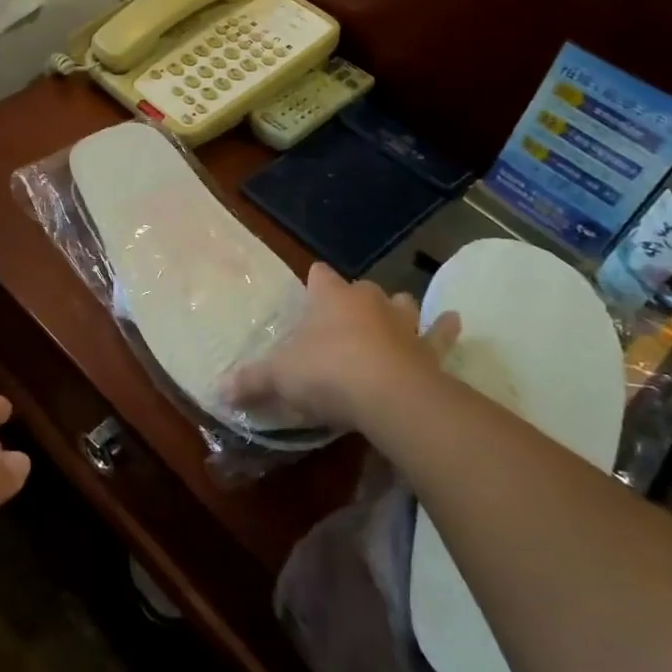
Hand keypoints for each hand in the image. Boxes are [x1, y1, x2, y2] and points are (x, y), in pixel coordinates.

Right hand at [226, 262, 459, 436]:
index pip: (320, 275)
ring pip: (402, 305)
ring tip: (394, 319)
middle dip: (355, 299)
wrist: (388, 395)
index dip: (314, 281)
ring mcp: (403, 323)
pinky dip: (444, 329)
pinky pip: (439, 334)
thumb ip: (251, 381)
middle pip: (362, 289)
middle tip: (344, 320)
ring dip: (398, 311)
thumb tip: (219, 389)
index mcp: (330, 298)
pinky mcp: (429, 349)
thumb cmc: (326, 372)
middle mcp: (368, 301)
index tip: (309, 290)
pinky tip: (453, 321)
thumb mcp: (278, 377)